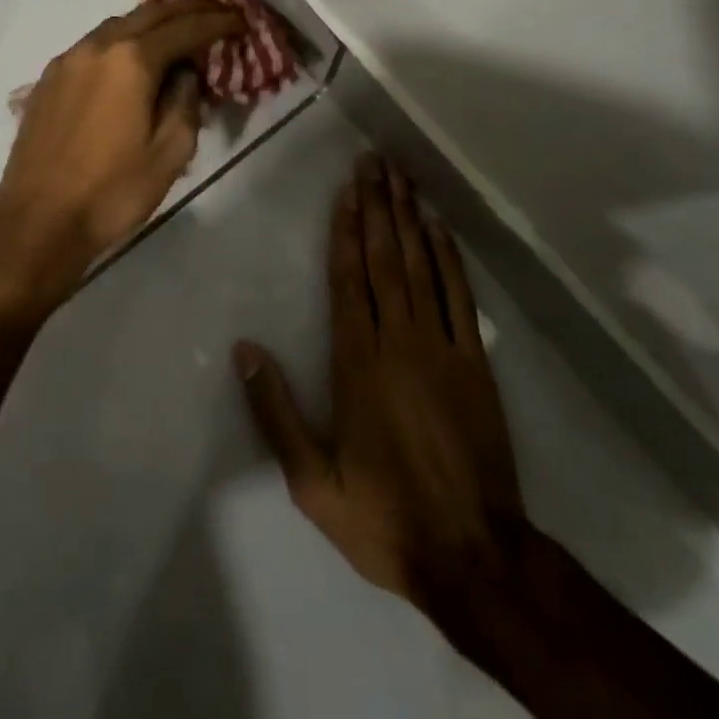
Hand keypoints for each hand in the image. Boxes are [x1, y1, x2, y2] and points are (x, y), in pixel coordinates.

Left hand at [0, 0, 242, 325]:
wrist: (37, 221)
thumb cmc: (111, 192)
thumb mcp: (170, 153)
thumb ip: (185, 103)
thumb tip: (185, 74)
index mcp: (131, 61)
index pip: (185, 28)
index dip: (218, 22)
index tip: (242, 21)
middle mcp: (98, 47)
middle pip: (150, 14)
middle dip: (188, 9)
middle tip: (217, 13)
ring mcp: (68, 60)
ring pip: (119, 24)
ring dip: (153, 22)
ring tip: (179, 30)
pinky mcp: (49, 78)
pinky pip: (95, 44)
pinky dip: (124, 40)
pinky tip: (133, 57)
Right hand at [234, 156, 526, 607]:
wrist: (474, 555)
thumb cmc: (385, 516)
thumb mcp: (313, 481)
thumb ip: (275, 412)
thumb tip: (244, 350)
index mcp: (357, 363)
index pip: (348, 279)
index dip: (345, 230)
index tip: (346, 190)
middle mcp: (399, 341)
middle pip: (384, 258)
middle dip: (376, 206)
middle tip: (372, 162)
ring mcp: (441, 346)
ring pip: (421, 266)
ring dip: (409, 218)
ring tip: (400, 178)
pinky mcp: (474, 361)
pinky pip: (459, 295)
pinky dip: (448, 257)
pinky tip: (438, 228)